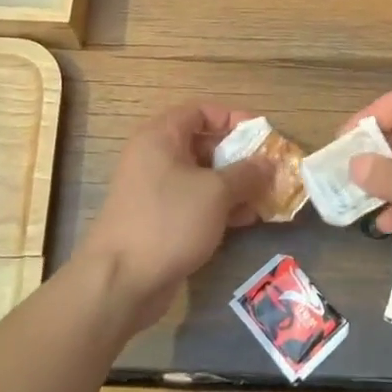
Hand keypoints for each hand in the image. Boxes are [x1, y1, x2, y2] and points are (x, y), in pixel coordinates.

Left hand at [78, 103, 271, 335]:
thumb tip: (269, 163)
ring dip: (234, 185)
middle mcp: (155, 157)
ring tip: (266, 197)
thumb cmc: (169, 220)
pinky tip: (247, 219)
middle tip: (269, 169)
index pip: (200, 111)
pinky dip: (220, 206)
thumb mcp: (216, 192)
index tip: (262, 135)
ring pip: (202, 177)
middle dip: (239, 156)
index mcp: (161, 136)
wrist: (122, 280)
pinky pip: (195, 202)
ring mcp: (156, 190)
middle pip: (203, 144)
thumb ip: (247, 173)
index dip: (233, 118)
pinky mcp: (160, 219)